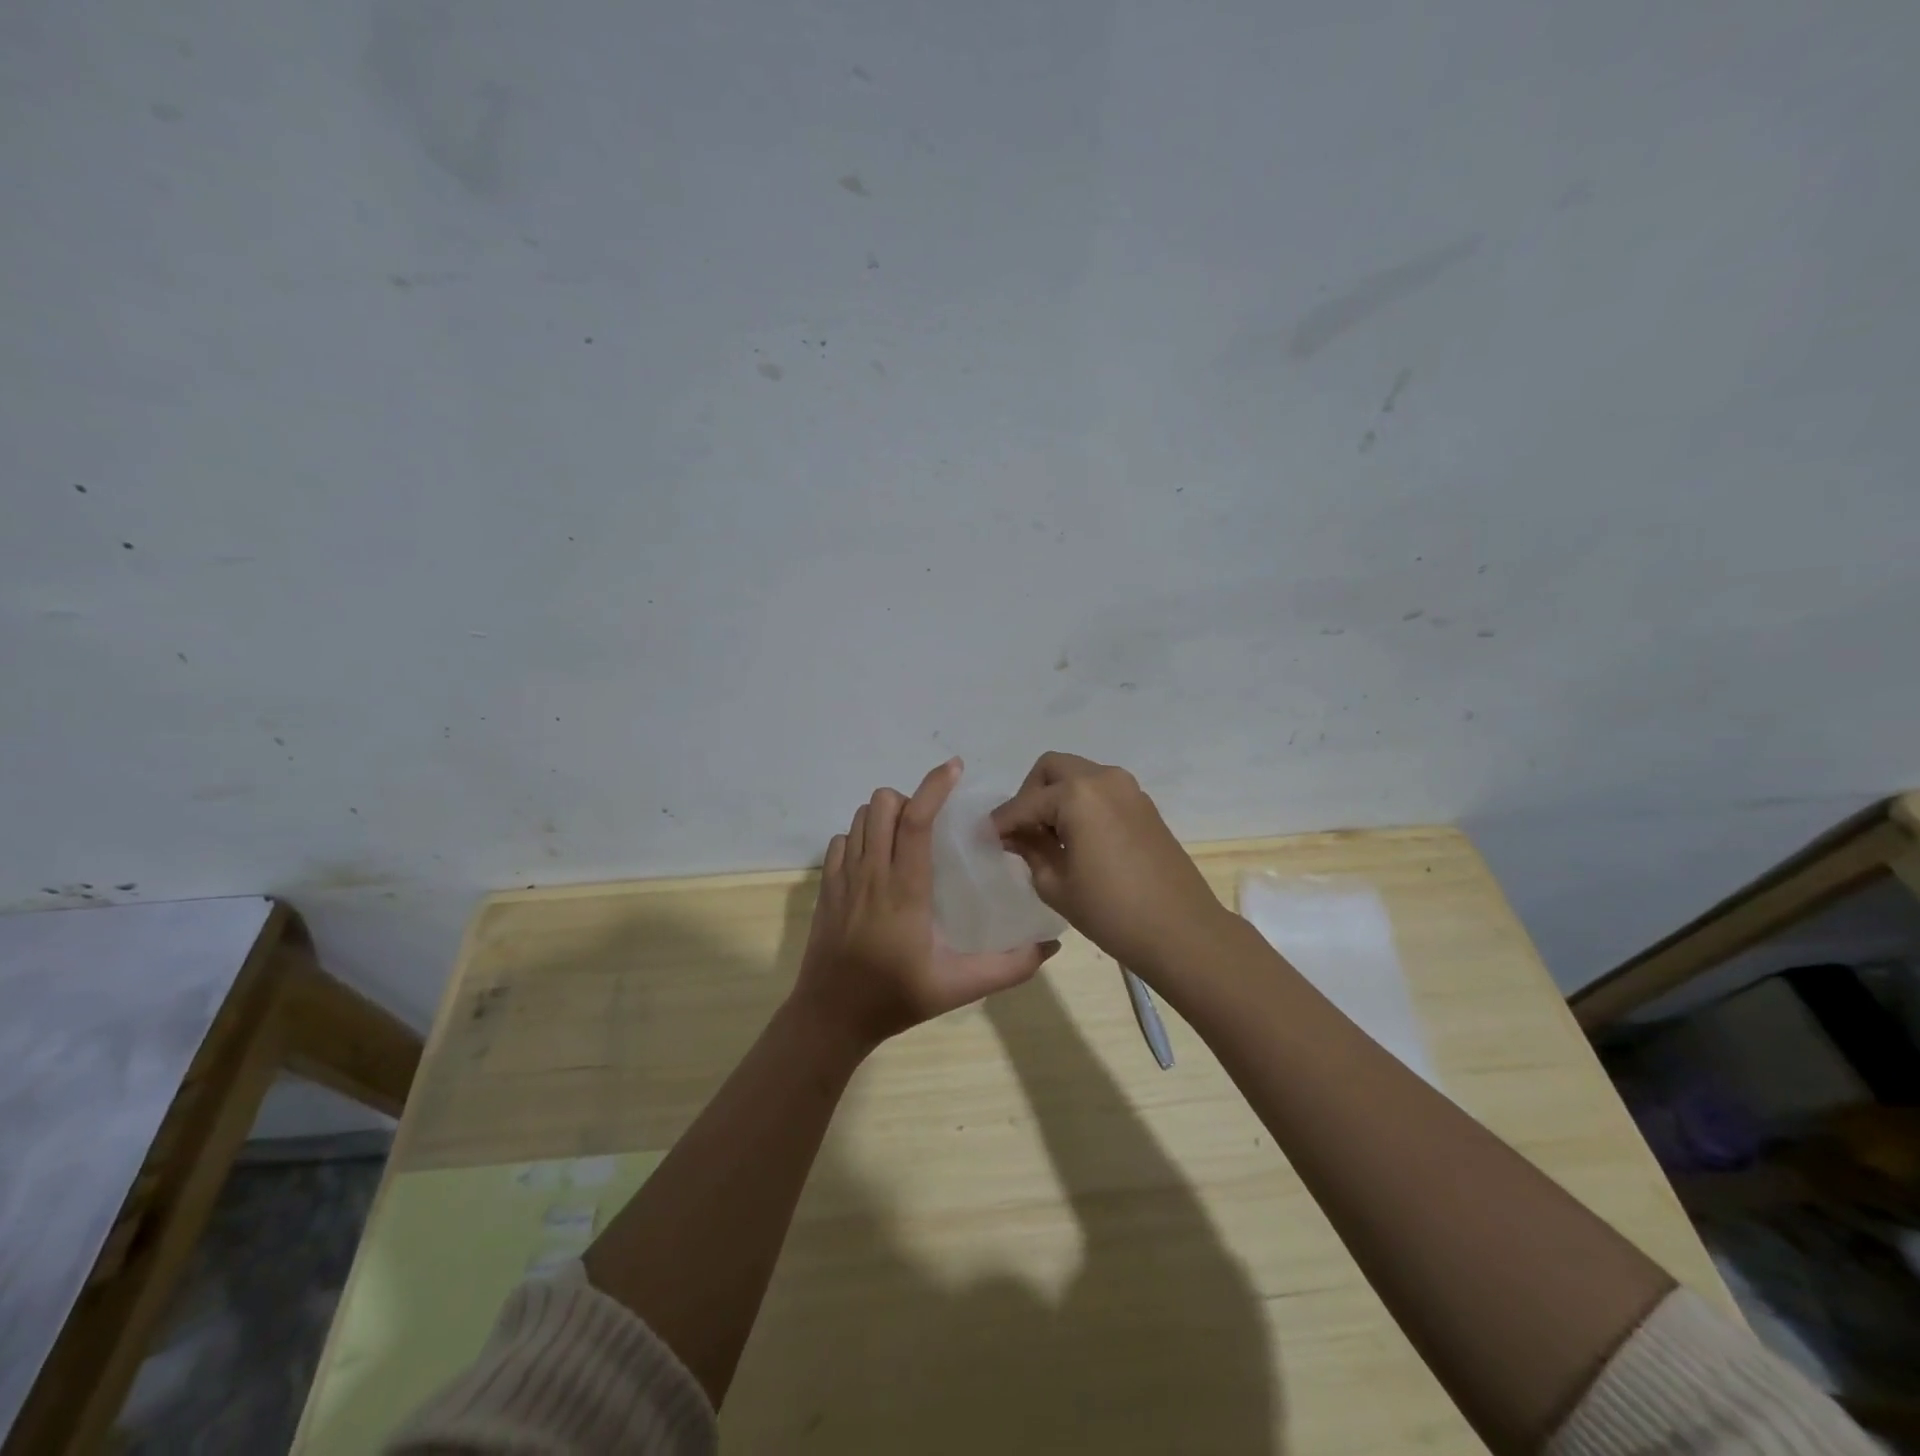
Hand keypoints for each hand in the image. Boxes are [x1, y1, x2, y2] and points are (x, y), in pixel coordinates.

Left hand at [793, 758, 1058, 1053]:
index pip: (915, 820)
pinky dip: (861, 838)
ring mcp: (842, 878)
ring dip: (884, 816)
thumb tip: (1051, 945)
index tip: (954, 768)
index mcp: (904, 889)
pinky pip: (841, 841)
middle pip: (882, 804)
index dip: (934, 786)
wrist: (830, 1018)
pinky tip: (877, 863)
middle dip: (909, 800)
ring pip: (860, 818)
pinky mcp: (825, 888)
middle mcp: (870, 873)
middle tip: (932, 825)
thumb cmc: (896, 998)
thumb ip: (1009, 968)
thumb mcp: (959, 988)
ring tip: (907, 840)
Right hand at [991, 752, 1227, 972]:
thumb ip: (1030, 850)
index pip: (1025, 803)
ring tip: (1049, 837)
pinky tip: (1077, 840)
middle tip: (1022, 831)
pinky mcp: (1144, 805)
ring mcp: (1129, 789)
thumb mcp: (1056, 884)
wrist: (1182, 931)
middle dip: (1029, 795)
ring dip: (1057, 797)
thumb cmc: (1111, 911)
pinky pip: (1100, 791)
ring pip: (1078, 776)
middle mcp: (1103, 778)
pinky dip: (1081, 804)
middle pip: (1051, 769)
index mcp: (1077, 794)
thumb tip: (1014, 835)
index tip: (985, 838)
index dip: (1001, 822)